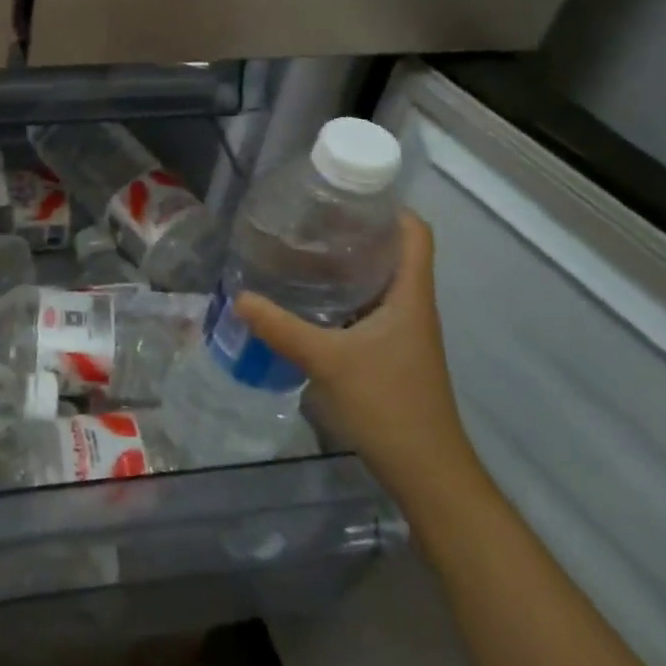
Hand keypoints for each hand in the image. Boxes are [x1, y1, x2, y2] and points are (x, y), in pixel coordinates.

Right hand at [234, 212, 477, 507]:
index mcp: (410, 296)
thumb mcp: (327, 360)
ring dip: (345, 265)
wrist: (426, 472)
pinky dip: (340, 296)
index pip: (415, 233)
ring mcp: (402, 331)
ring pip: (377, 282)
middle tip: (307, 219)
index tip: (345, 193)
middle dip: (354, 231)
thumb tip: (239, 296)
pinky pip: (365, 308)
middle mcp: (411, 306)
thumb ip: (281, 327)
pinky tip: (306, 300)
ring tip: (299, 251)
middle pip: (392, 252)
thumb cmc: (388, 405)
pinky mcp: (389, 353)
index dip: (388, 207)